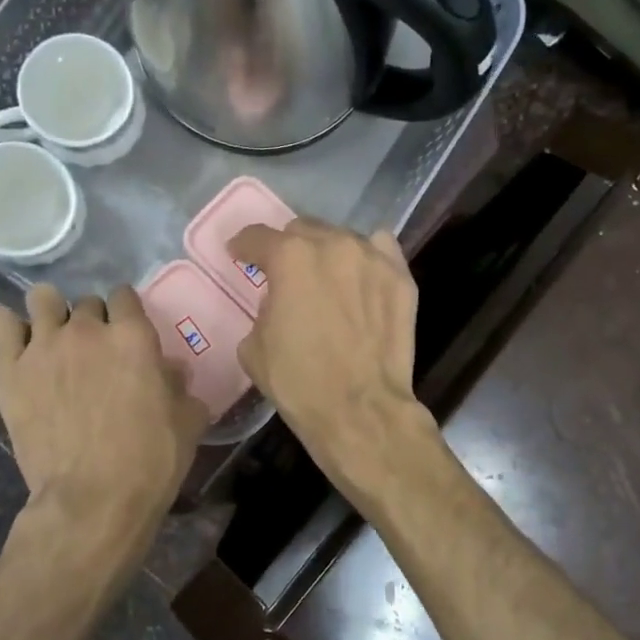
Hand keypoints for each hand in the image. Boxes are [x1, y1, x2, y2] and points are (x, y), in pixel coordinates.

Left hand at [0, 284, 209, 534]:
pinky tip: (17, 347)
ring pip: (41, 298)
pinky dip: (6, 328)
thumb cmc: (151, 460)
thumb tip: (172, 372)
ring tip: (54, 341)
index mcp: (133, 336)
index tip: (128, 334)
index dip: (127, 313)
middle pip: (87, 302)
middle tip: (95, 354)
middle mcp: (87, 330)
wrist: (94, 498)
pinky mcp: (10, 370)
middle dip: (93, 321)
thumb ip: (180, 387)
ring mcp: (44, 346)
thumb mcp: (187, 421)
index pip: (125, 296)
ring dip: (50, 314)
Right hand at [228, 219, 433, 492]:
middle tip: (286, 273)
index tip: (239, 255)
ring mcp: (372, 257)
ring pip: (342, 238)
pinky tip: (361, 278)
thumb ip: (264, 307)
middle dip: (288, 248)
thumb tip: (278, 302)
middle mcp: (332, 244)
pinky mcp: (400, 277)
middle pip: (302, 230)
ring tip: (327, 278)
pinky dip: (366, 258)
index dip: (243, 246)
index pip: (258, 237)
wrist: (359, 409)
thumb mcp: (254, 345)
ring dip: (327, 253)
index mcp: (289, 257)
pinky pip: (380, 250)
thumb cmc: (299, 381)